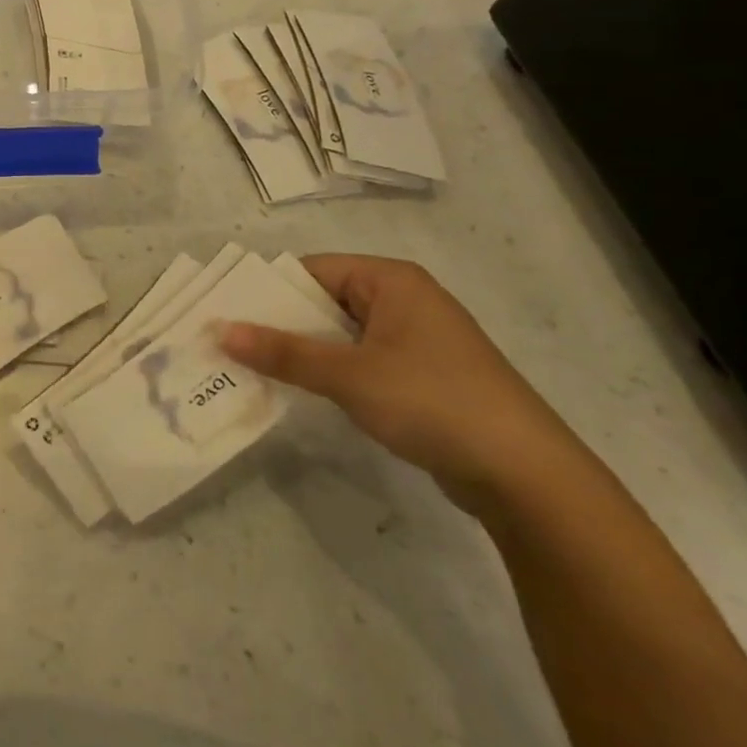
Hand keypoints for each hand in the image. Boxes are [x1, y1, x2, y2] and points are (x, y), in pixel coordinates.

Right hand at [217, 254, 590, 515]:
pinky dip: (326, 372)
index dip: (265, 291)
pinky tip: (296, 390)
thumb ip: (282, 352)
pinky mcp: (418, 375)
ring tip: (249, 367)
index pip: (309, 270)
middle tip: (226, 344)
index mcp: (390, 280)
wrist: (526, 476)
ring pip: (337, 334)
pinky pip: (357, 360)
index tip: (222, 314)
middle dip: (277, 324)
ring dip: (299, 351)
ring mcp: (413, 339)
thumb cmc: (433, 402)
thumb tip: (220, 331)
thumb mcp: (349, 375)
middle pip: (321, 301)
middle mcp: (402, 300)